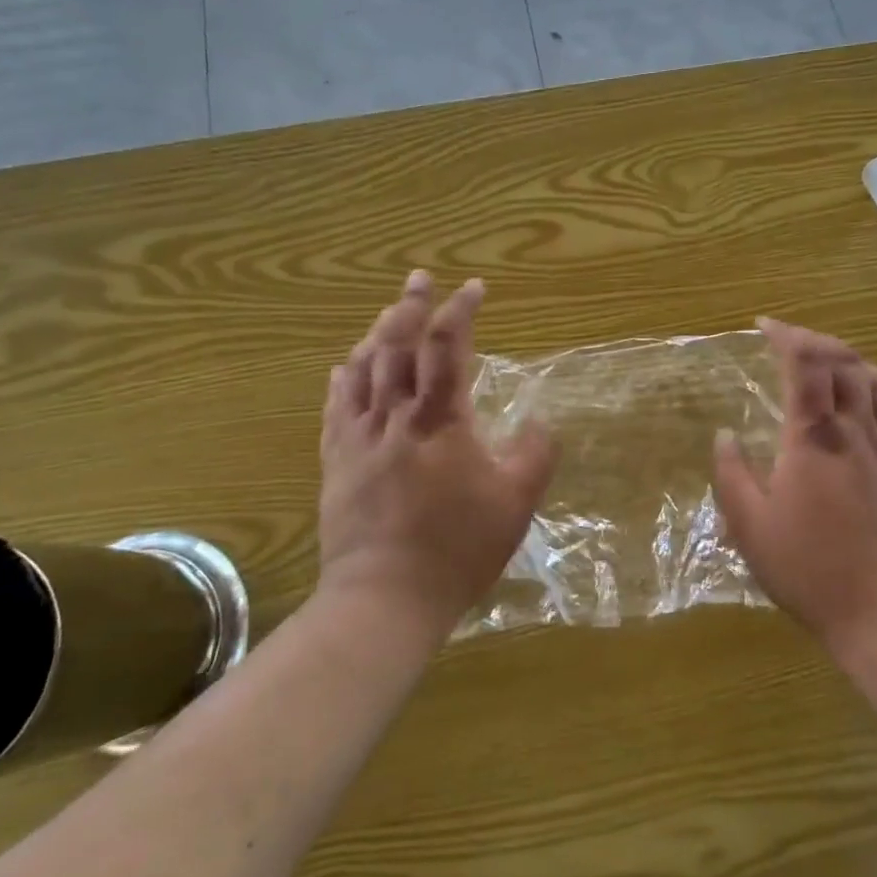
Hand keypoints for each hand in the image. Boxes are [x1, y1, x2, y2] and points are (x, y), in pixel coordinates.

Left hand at [317, 272, 558, 643]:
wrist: (385, 597)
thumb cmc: (458, 548)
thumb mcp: (516, 503)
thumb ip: (534, 455)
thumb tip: (540, 423)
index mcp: (440, 420)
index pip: (447, 347)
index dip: (460, 311)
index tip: (473, 287)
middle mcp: (395, 416)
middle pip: (396, 346)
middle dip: (410, 306)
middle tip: (419, 279)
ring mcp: (359, 438)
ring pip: (364, 370)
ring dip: (377, 335)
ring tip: (387, 314)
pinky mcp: (337, 462)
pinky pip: (336, 408)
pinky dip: (343, 380)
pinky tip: (344, 367)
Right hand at [712, 319, 876, 658]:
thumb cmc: (811, 570)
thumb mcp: (751, 528)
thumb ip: (733, 475)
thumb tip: (724, 435)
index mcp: (813, 439)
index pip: (805, 364)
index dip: (786, 335)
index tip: (763, 326)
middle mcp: (856, 431)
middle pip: (844, 362)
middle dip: (815, 340)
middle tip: (790, 341)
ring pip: (876, 382)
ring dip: (849, 360)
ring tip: (827, 362)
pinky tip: (872, 395)